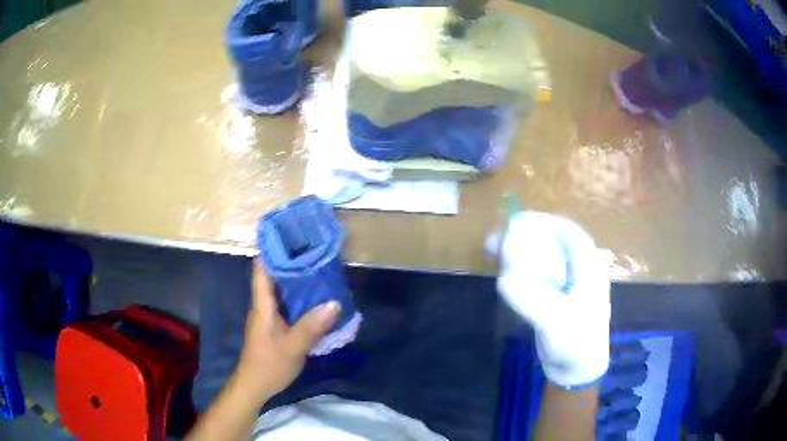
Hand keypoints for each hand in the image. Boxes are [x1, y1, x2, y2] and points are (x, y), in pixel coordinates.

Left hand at [234, 260, 340, 402]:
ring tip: (320, 269)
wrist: (255, 385)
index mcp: (263, 305)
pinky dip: (301, 298)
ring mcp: (270, 316)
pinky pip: (289, 305)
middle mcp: (265, 306)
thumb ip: (311, 326)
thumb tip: (335, 302)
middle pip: (274, 276)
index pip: (262, 269)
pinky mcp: (276, 326)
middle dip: (292, 261)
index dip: (272, 250)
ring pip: (283, 291)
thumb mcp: (292, 347)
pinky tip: (318, 299)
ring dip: (298, 280)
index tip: (290, 235)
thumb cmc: (269, 364)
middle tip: (315, 250)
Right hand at [487, 211, 609, 388]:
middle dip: (526, 234)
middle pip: (553, 240)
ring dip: (520, 250)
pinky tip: (504, 272)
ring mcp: (568, 282)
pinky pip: (538, 272)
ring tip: (494, 250)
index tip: (517, 221)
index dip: (544, 222)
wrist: (577, 370)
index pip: (568, 232)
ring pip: (544, 255)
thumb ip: (532, 299)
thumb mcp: (555, 322)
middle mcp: (580, 268)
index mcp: (589, 267)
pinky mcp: (556, 295)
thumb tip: (503, 279)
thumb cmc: (576, 343)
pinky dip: (520, 267)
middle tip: (500, 237)